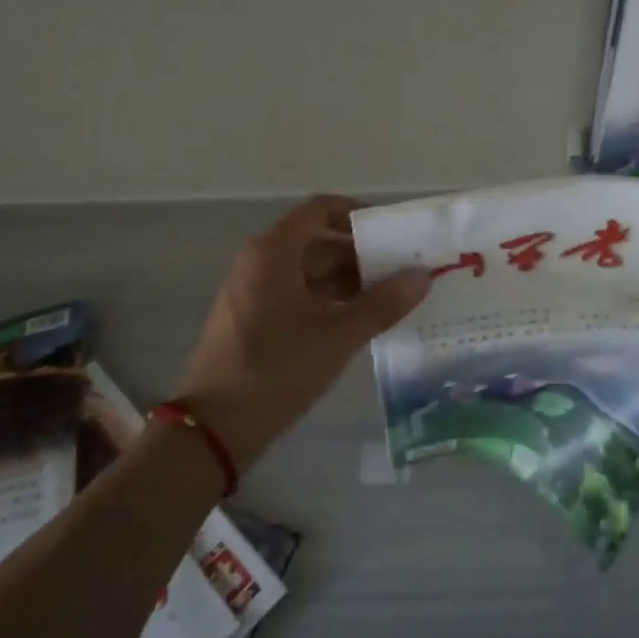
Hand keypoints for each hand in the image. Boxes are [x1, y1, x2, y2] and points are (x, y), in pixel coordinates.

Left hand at [176, 195, 429, 467]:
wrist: (215, 427)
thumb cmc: (277, 370)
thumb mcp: (338, 336)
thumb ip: (383, 303)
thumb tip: (423, 275)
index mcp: (274, 252)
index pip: (321, 209)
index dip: (358, 215)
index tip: (394, 233)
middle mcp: (261, 262)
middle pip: (318, 241)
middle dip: (361, 254)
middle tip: (404, 270)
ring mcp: (254, 291)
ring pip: (310, 271)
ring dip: (349, 281)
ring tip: (392, 298)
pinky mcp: (255, 319)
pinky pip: (298, 295)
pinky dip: (330, 301)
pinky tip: (361, 320)